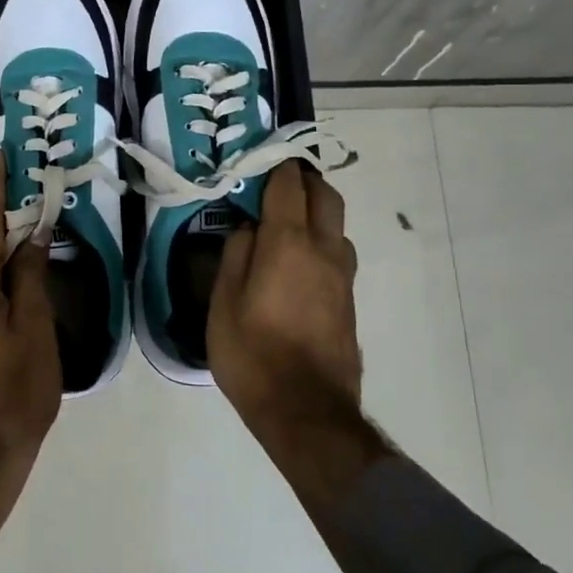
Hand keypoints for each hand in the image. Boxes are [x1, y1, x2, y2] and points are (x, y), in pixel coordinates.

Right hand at [209, 161, 361, 427]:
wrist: (307, 412)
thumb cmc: (253, 355)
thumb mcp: (223, 304)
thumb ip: (235, 255)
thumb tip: (249, 227)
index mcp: (288, 243)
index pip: (288, 185)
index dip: (275, 166)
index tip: (260, 159)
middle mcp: (324, 250)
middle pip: (325, 195)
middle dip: (304, 180)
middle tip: (277, 184)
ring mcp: (342, 276)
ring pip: (336, 225)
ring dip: (316, 212)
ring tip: (286, 224)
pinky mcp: (349, 301)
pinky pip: (337, 253)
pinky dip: (321, 242)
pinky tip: (298, 262)